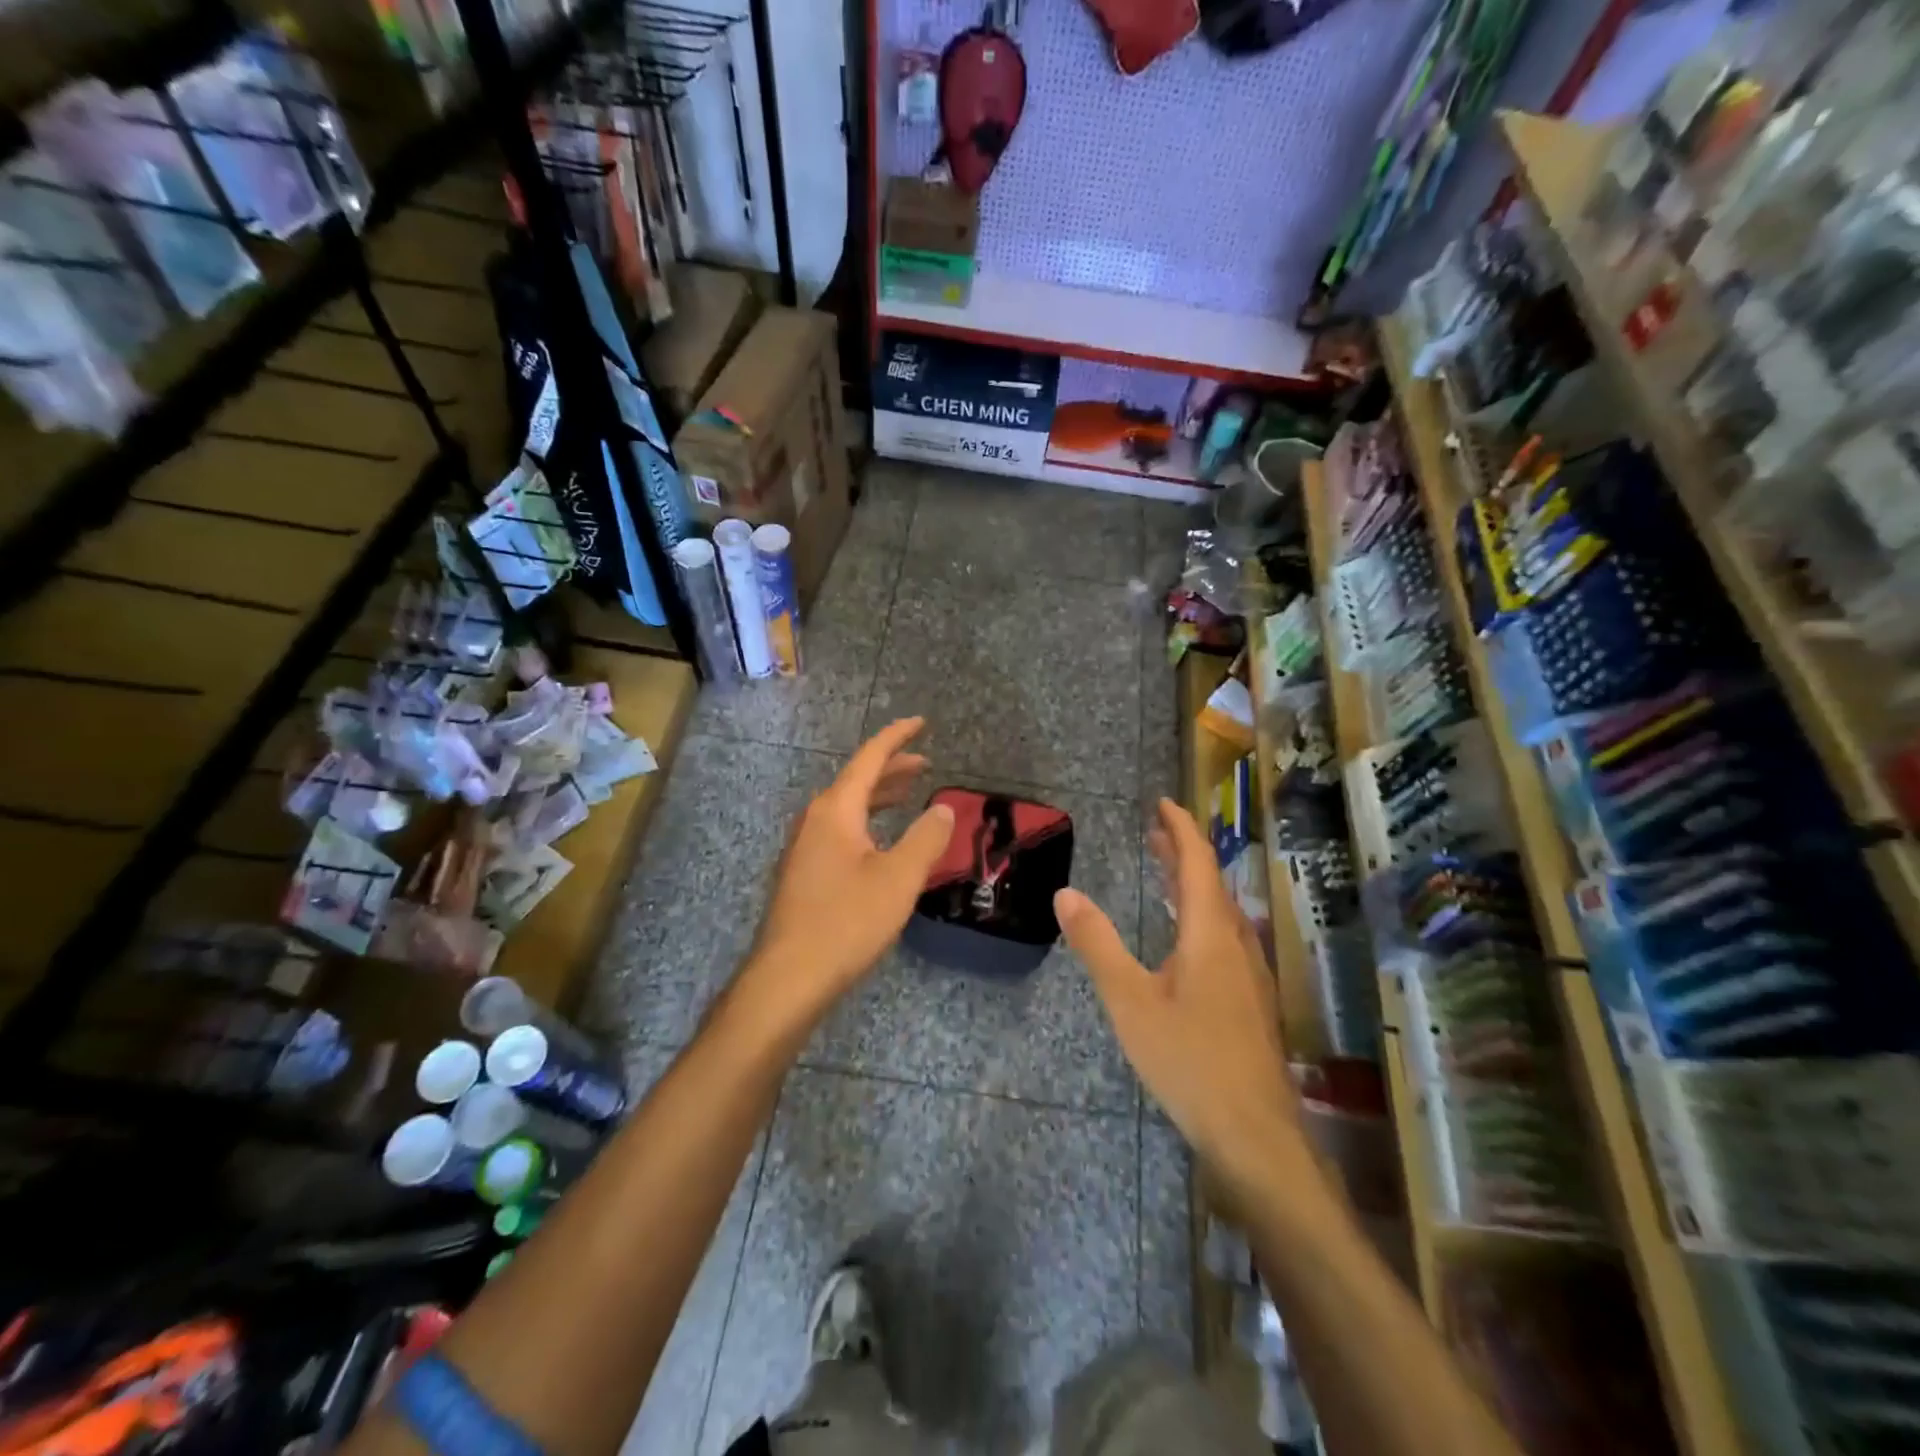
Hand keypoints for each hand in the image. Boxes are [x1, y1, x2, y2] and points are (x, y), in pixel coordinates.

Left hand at [744, 718, 953, 1031]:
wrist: (789, 977)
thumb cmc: (847, 921)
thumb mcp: (899, 878)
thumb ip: (926, 838)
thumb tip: (944, 807)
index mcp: (836, 810)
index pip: (869, 759)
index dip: (897, 738)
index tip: (921, 722)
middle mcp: (816, 819)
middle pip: (857, 781)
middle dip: (892, 768)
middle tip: (925, 762)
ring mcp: (805, 847)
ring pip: (847, 807)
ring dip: (879, 796)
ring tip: (909, 794)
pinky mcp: (804, 872)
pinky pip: (840, 829)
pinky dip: (867, 821)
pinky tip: (881, 840)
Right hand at [1056, 798, 1307, 1193]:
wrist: (1254, 1133)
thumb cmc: (1189, 1060)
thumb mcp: (1130, 1000)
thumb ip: (1098, 944)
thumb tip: (1065, 893)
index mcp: (1210, 933)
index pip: (1199, 862)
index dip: (1181, 828)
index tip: (1162, 802)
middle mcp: (1236, 943)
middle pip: (1212, 882)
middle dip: (1183, 852)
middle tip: (1154, 831)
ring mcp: (1249, 973)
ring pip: (1220, 911)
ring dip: (1192, 883)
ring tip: (1163, 871)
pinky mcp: (1250, 1000)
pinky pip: (1223, 936)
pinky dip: (1199, 914)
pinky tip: (1184, 936)